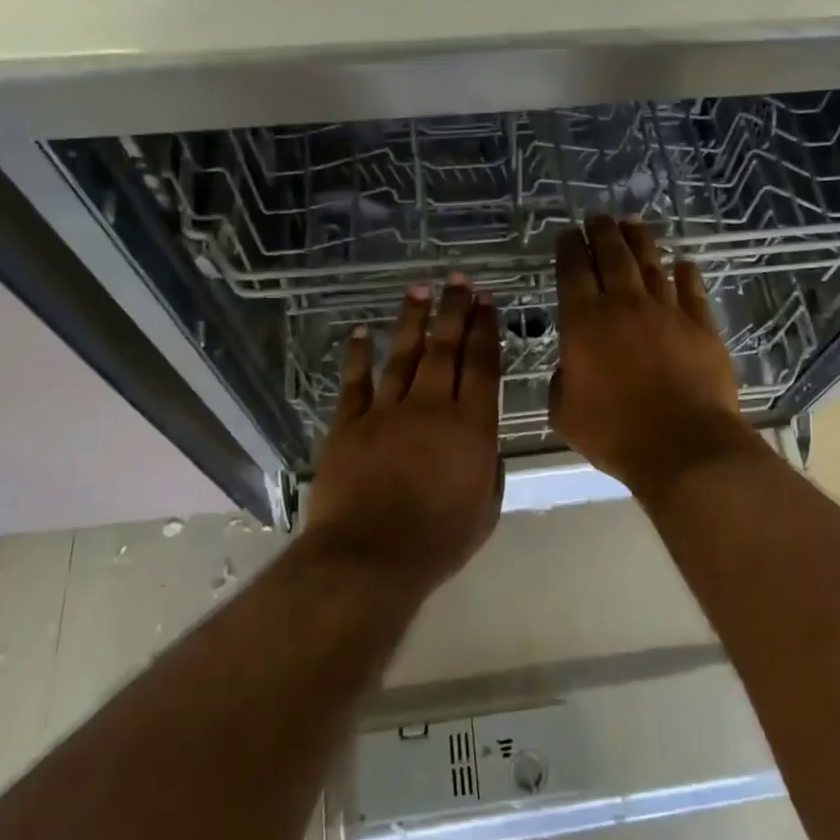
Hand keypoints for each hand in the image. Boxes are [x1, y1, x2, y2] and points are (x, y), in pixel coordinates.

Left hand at [302, 276, 503, 597]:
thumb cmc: (438, 540)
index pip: (482, 366)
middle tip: (458, 281)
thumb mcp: (486, 509)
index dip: (484, 330)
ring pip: (402, 355)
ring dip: (412, 321)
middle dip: (454, 311)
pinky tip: (361, 332)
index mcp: (471, 427)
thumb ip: (490, 469)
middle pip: (445, 349)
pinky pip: (355, 382)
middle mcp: (431, 408)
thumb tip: (484, 446)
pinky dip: (358, 355)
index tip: (486, 301)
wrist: (371, 557)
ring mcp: (386, 412)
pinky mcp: (349, 424)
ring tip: (419, 291)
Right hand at [551, 216, 758, 502]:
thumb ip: (562, 381)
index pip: (573, 272)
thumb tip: (572, 366)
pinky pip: (692, 291)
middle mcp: (624, 306)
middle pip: (613, 256)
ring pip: (651, 265)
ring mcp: (667, 313)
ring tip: (633, 224)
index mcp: (584, 323)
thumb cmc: (615, 433)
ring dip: (641, 241)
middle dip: (603, 232)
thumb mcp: (565, 413)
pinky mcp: (701, 327)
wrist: (683, 446)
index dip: (569, 249)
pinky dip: (685, 274)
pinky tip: (683, 264)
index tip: (567, 234)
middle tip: (598, 217)